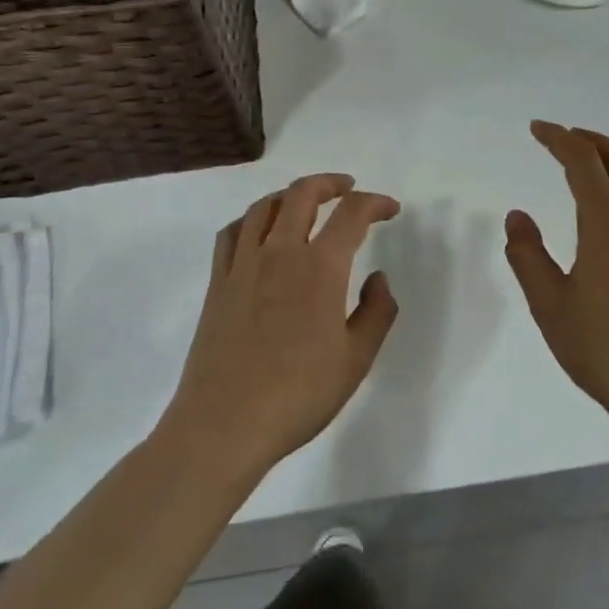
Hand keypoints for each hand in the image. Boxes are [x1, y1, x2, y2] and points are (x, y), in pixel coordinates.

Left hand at [163, 174, 400, 479]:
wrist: (224, 425)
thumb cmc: (298, 395)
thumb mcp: (356, 360)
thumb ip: (377, 311)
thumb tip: (377, 276)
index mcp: (320, 267)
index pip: (352, 214)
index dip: (375, 203)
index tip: (390, 209)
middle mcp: (281, 253)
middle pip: (303, 193)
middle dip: (330, 183)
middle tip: (348, 189)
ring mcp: (244, 265)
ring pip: (264, 206)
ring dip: (290, 195)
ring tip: (306, 202)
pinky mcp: (218, 283)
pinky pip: (232, 233)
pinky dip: (251, 219)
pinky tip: (259, 231)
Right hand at [506, 122, 608, 432]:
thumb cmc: (604, 351)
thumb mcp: (550, 307)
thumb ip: (528, 256)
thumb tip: (517, 216)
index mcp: (607, 227)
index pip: (583, 162)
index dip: (558, 138)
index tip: (537, 130)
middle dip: (590, 138)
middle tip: (563, 137)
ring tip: (589, 167)